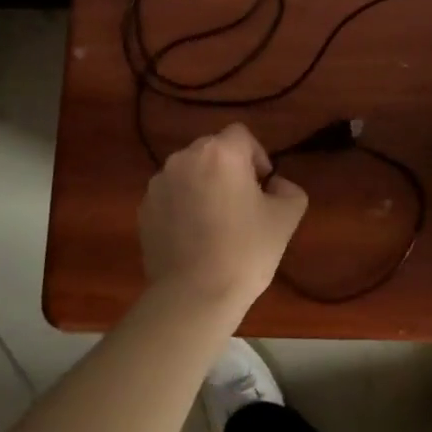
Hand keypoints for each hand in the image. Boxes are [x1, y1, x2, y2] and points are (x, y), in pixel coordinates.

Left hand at [138, 124, 307, 311]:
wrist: (194, 296)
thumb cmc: (245, 251)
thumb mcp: (287, 217)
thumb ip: (288, 189)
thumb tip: (274, 186)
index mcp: (220, 153)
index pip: (241, 135)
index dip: (256, 156)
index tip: (262, 187)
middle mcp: (185, 158)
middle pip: (213, 150)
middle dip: (229, 169)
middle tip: (242, 204)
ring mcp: (159, 184)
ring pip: (189, 172)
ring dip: (204, 185)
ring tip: (215, 222)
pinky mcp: (143, 209)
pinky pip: (171, 195)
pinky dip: (183, 206)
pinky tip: (194, 237)